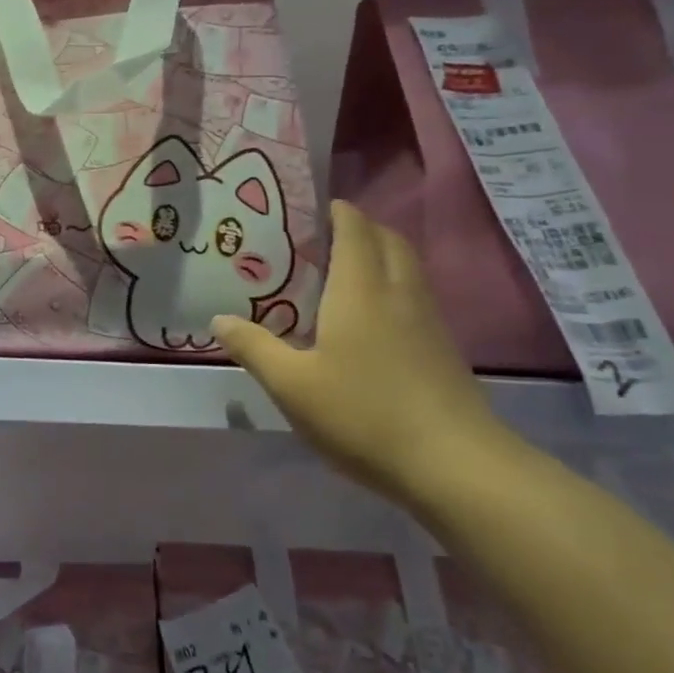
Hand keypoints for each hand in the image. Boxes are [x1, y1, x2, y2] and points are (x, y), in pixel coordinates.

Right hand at [214, 201, 509, 497]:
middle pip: (389, 241)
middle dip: (361, 229)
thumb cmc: (362, 414)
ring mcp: (429, 321)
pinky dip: (393, 288)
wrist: (454, 464)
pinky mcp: (443, 349)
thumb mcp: (291, 385)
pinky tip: (371, 321)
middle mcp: (399, 294)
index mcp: (360, 290)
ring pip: (408, 269)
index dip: (337, 212)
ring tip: (343, 274)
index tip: (313, 209)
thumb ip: (253, 347)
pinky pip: (416, 297)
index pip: (354, 230)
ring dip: (381, 256)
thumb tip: (219, 319)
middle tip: (324, 239)